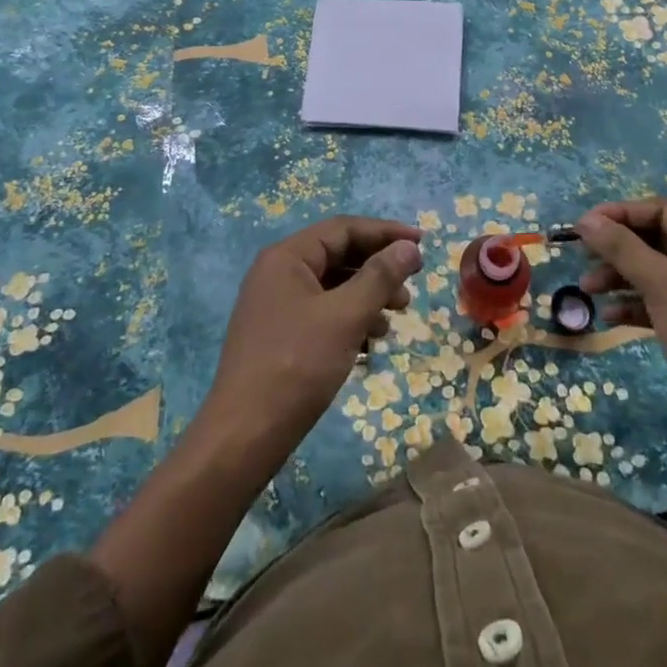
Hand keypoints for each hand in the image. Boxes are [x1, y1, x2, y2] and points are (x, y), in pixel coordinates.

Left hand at [203, 215, 422, 457]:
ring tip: (395, 317)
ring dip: (367, 296)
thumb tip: (409, 247)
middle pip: (338, 255)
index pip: (343, 229)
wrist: (244, 437)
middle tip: (411, 288)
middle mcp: (277, 273)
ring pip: (332, 287)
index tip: (422, 244)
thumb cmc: (297, 365)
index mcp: (286, 257)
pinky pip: (322, 313)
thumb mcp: (345, 316)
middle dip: (378, 269)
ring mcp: (275, 305)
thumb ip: (380, 277)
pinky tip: (370, 343)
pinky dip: (350, 319)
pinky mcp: (278, 335)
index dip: (385, 233)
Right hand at [576, 197, 666, 430]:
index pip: (660, 211)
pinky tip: (609, 316)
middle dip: (617, 250)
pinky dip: (636, 304)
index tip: (585, 225)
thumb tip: (586, 220)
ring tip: (588, 288)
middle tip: (583, 256)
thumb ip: (621, 247)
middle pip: (656, 241)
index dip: (620, 214)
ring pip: (656, 273)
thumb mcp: (660, 282)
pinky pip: (663, 301)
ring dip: (621, 278)